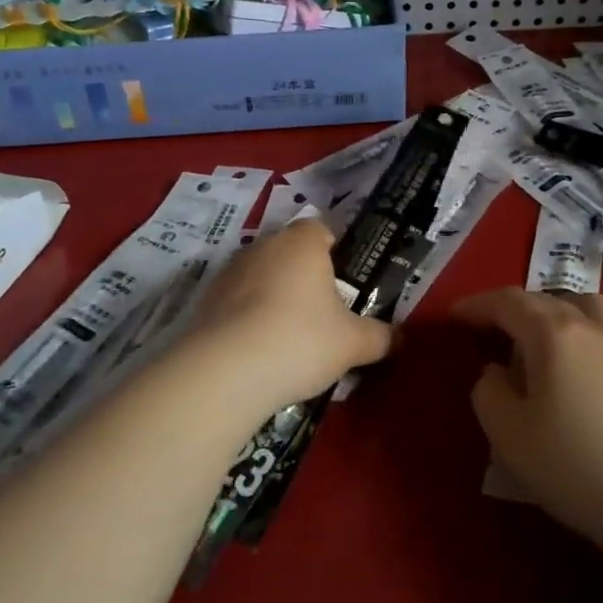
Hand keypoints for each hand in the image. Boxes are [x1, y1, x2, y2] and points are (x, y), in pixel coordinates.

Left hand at [182, 219, 393, 426]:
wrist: (224, 372)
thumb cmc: (301, 341)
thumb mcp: (353, 344)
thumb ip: (380, 337)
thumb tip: (398, 338)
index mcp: (302, 243)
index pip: (321, 230)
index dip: (336, 253)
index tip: (344, 284)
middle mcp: (263, 246)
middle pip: (290, 254)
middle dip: (305, 278)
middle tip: (322, 316)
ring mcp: (229, 272)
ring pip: (261, 277)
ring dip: (273, 298)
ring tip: (287, 339)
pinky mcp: (204, 301)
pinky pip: (236, 303)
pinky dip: (247, 319)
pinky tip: (257, 352)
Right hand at [453, 289, 602, 552]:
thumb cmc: (573, 464)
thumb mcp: (508, 433)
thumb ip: (489, 392)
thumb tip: (497, 373)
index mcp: (553, 333)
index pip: (508, 302)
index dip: (477, 306)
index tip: (454, 316)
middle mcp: (593, 327)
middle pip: (548, 299)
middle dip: (515, 309)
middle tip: (493, 332)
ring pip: (590, 306)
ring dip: (560, 310)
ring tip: (544, 336)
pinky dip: (596, 331)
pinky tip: (594, 355)